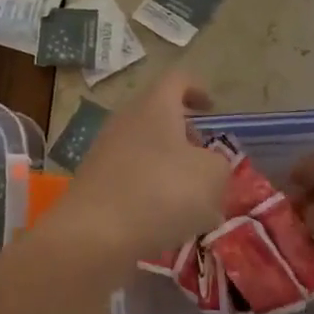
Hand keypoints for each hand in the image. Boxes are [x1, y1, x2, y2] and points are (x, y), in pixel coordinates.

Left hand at [55, 72, 228, 261]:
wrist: (94, 234)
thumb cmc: (160, 192)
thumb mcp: (212, 176)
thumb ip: (220, 165)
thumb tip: (210, 166)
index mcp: (155, 106)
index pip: (177, 80)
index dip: (197, 89)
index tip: (211, 109)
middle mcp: (127, 119)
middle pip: (158, 115)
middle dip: (184, 135)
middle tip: (204, 159)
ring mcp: (106, 150)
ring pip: (145, 148)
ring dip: (168, 166)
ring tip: (190, 199)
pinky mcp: (95, 182)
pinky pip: (131, 176)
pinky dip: (150, 190)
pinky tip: (164, 221)